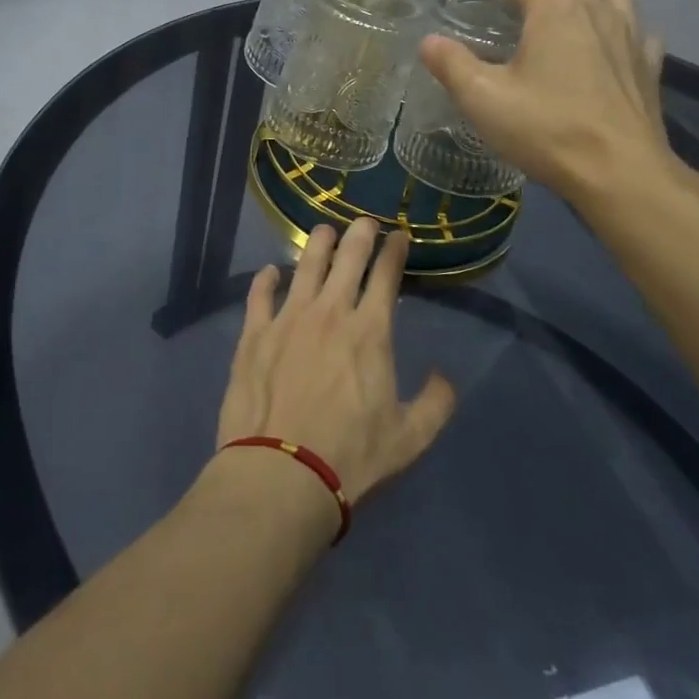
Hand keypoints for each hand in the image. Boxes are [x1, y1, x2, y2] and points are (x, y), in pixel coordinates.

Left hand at [215, 217, 456, 507]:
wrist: (281, 475)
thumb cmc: (350, 457)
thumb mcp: (410, 439)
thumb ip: (435, 403)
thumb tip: (444, 375)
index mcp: (369, 332)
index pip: (385, 275)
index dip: (394, 250)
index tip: (399, 236)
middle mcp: (330, 312)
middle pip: (346, 258)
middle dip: (359, 234)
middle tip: (365, 223)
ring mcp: (288, 319)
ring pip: (305, 265)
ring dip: (318, 244)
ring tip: (324, 232)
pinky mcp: (254, 334)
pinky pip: (260, 294)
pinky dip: (266, 279)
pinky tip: (271, 272)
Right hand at [417, 0, 677, 212]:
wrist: (621, 174)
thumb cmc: (547, 129)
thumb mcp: (482, 98)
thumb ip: (451, 64)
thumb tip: (430, 42)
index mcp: (554, 9)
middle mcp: (596, 10)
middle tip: (505, 12)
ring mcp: (630, 36)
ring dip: (580, 3)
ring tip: (560, 23)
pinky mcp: (649, 66)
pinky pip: (635, 32)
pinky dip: (617, 32)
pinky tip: (606, 51)